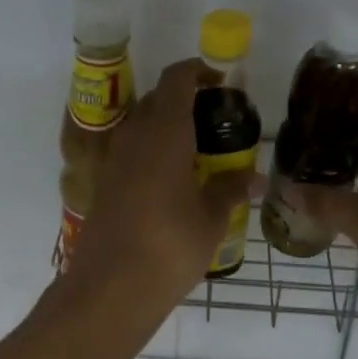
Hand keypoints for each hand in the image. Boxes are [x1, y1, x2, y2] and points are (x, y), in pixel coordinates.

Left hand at [67, 58, 261, 316]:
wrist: (110, 288)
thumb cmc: (169, 245)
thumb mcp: (210, 218)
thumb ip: (229, 190)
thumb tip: (253, 178)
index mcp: (164, 132)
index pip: (176, 79)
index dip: (197, 70)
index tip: (220, 81)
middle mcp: (134, 136)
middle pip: (157, 99)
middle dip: (185, 100)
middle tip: (216, 121)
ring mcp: (114, 159)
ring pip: (141, 124)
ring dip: (167, 126)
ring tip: (199, 151)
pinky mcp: (104, 183)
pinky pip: (131, 150)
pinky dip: (152, 150)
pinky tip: (173, 180)